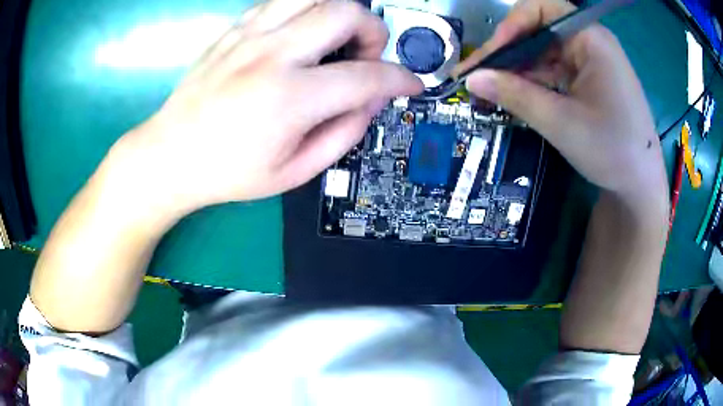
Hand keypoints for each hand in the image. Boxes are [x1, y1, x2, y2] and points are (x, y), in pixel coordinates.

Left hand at [115, 0, 422, 216]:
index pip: (367, 76)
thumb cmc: (228, 172)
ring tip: (336, 39)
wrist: (169, 154)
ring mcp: (249, 36)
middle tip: (366, 56)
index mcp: (289, 99)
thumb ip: (343, 134)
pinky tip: (301, 34)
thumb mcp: (293, 172)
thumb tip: (370, 101)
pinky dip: (305, 11)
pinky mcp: (234, 30)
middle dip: (373, 32)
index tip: (410, 84)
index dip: (400, 79)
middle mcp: (271, 55)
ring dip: (339, 12)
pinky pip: (281, 1)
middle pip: (346, 12)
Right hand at [455, 0, 666, 202]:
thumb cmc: (611, 151)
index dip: (510, 27)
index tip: (489, 57)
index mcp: (591, 39)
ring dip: (518, 69)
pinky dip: (535, 81)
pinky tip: (517, 95)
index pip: (540, 10)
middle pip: (539, 31)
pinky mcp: (591, 79)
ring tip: (490, 90)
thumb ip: (515, 95)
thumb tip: (471, 78)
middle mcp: (591, 41)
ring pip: (545, 52)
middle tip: (479, 76)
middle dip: (508, 52)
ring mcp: (592, 61)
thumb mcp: (561, 122)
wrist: (641, 186)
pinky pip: (556, 70)